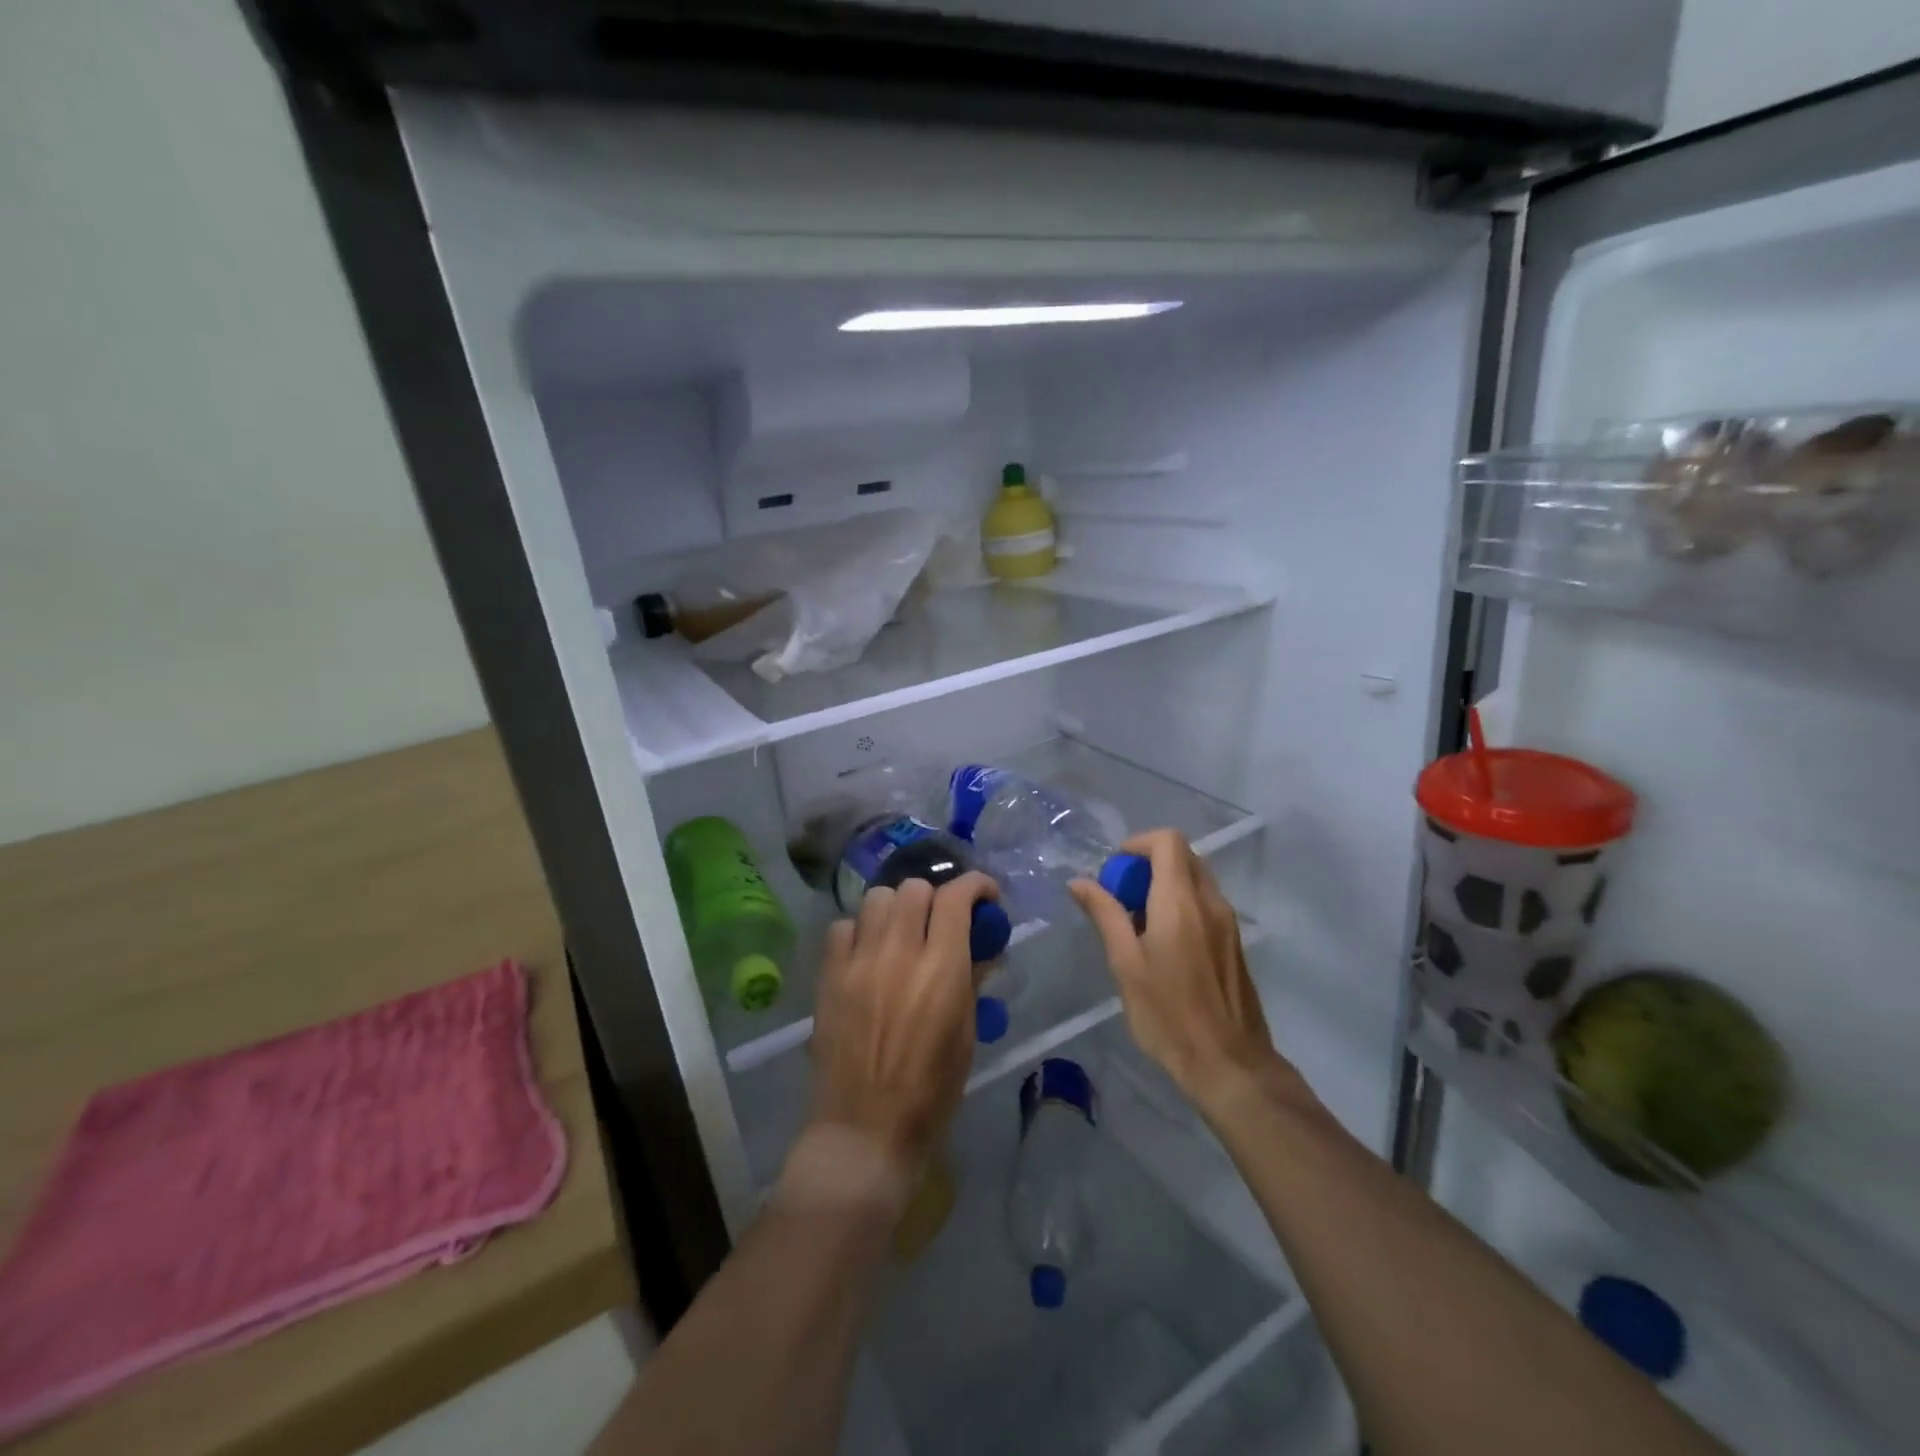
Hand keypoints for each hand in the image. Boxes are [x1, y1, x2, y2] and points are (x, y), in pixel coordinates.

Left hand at [807, 873, 998, 1181]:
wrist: (865, 1128)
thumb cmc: (930, 1091)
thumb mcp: (965, 1035)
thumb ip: (971, 981)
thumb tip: (981, 948)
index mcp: (941, 970)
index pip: (956, 898)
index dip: (976, 885)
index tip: (985, 894)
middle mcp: (899, 953)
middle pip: (915, 888)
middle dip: (935, 896)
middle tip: (941, 920)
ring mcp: (858, 961)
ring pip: (877, 898)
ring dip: (896, 907)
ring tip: (902, 932)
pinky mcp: (829, 975)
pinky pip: (842, 927)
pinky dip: (859, 931)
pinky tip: (867, 953)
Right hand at [1070, 829, 1281, 1115]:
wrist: (1229, 1064)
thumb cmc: (1168, 1014)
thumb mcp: (1125, 964)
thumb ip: (1104, 915)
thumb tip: (1080, 881)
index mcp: (1181, 901)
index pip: (1168, 841)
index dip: (1138, 844)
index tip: (1114, 872)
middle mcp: (1210, 902)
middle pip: (1182, 857)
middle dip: (1148, 865)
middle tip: (1121, 897)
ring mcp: (1228, 922)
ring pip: (1195, 880)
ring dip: (1164, 886)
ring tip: (1137, 924)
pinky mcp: (1234, 943)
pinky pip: (1205, 904)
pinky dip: (1181, 905)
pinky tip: (1163, 946)